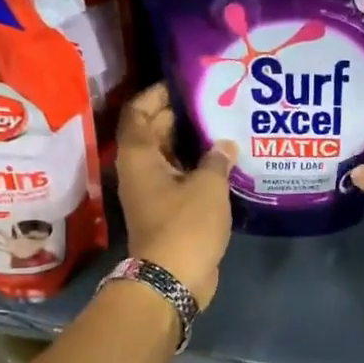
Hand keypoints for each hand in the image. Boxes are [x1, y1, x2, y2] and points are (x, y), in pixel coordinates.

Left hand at [116, 84, 236, 307]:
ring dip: (191, 144)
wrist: (172, 279)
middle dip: (179, 116)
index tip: (183, 83)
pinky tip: (224, 163)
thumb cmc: (185, 225)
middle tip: (212, 101)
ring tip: (222, 127)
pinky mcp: (167, 212)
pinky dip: (196, 169)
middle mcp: (139, 171)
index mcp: (139, 156)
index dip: (157, 94)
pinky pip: (179, 180)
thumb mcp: (208, 186)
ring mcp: (152, 193)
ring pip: (168, 158)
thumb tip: (224, 145)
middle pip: (153, 132)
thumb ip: (217, 159)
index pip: (139, 112)